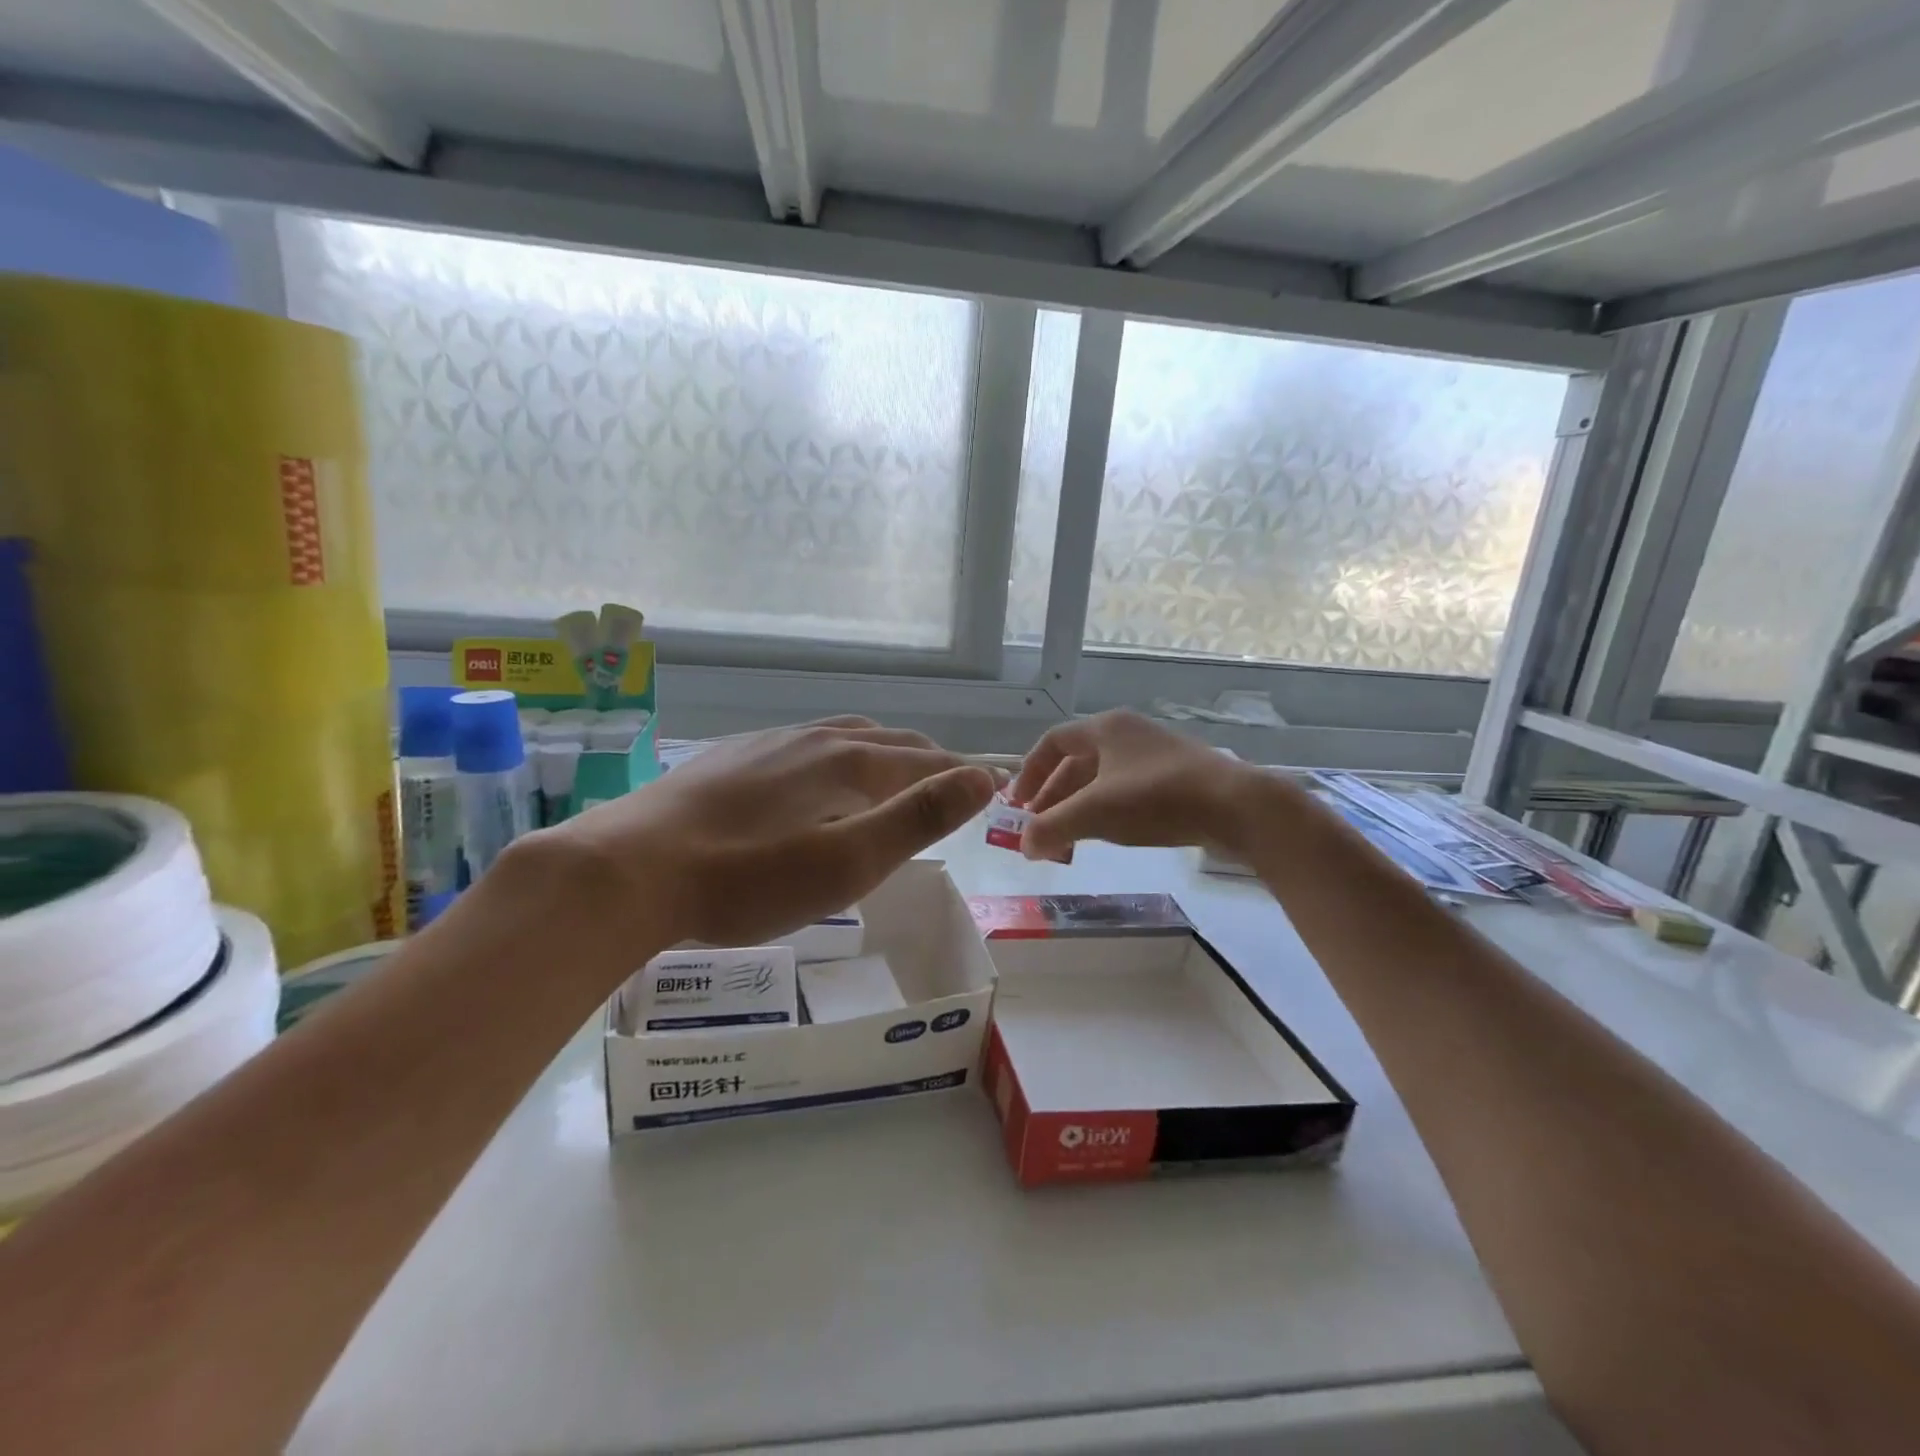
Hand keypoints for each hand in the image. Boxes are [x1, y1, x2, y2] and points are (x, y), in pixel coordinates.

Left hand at [553, 718, 996, 947]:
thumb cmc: (749, 878)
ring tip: (891, 773)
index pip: (923, 760)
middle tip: (947, 783)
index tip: (988, 787)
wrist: (631, 870)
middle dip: (925, 759)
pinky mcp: (731, 757)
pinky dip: (835, 757)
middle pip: (886, 740)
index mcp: (848, 761)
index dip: (960, 775)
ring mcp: (768, 743)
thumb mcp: (848, 860)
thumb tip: (981, 779)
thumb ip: (918, 817)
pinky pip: (803, 746)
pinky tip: (815, 778)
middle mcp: (814, 738)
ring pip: (842, 737)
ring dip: (880, 752)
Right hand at [1009, 710, 1278, 861]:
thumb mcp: (1095, 813)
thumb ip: (1052, 828)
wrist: (1237, 807)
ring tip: (1067, 837)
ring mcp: (1155, 755)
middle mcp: (1128, 733)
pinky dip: (1107, 810)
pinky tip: (1106, 834)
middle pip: (1076, 761)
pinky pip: (1127, 790)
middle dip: (1053, 795)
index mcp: (1105, 728)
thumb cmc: (1157, 799)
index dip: (1030, 772)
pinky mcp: (1177, 777)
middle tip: (1038, 828)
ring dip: (1078, 805)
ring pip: (1102, 778)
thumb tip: (1024, 846)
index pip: (1052, 742)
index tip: (1017, 804)